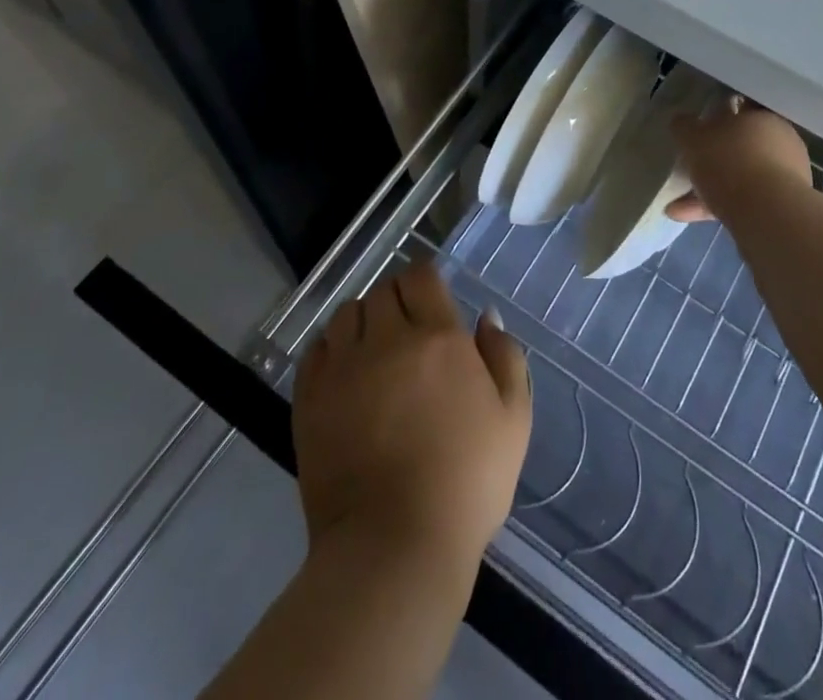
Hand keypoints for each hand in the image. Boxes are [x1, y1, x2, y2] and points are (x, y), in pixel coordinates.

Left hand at [293, 262, 531, 576]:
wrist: (395, 547)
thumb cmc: (467, 483)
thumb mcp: (513, 419)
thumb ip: (505, 356)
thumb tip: (485, 317)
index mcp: (438, 337)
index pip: (420, 275)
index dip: (425, 279)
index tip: (430, 299)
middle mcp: (386, 339)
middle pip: (382, 290)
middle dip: (396, 300)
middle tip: (406, 330)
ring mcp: (343, 368)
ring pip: (345, 313)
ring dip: (362, 321)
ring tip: (373, 349)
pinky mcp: (309, 400)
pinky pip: (315, 350)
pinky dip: (330, 349)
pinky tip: (345, 373)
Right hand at [666, 97, 810, 221]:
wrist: (767, 214)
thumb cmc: (730, 161)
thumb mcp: (694, 137)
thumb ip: (685, 127)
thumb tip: (681, 122)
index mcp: (764, 117)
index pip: (741, 109)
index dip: (719, 116)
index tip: (699, 128)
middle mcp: (781, 143)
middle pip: (740, 146)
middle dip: (713, 158)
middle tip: (689, 166)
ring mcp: (784, 178)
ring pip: (740, 177)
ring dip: (709, 188)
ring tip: (676, 203)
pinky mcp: (780, 207)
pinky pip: (742, 202)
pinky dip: (716, 207)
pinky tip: (687, 216)